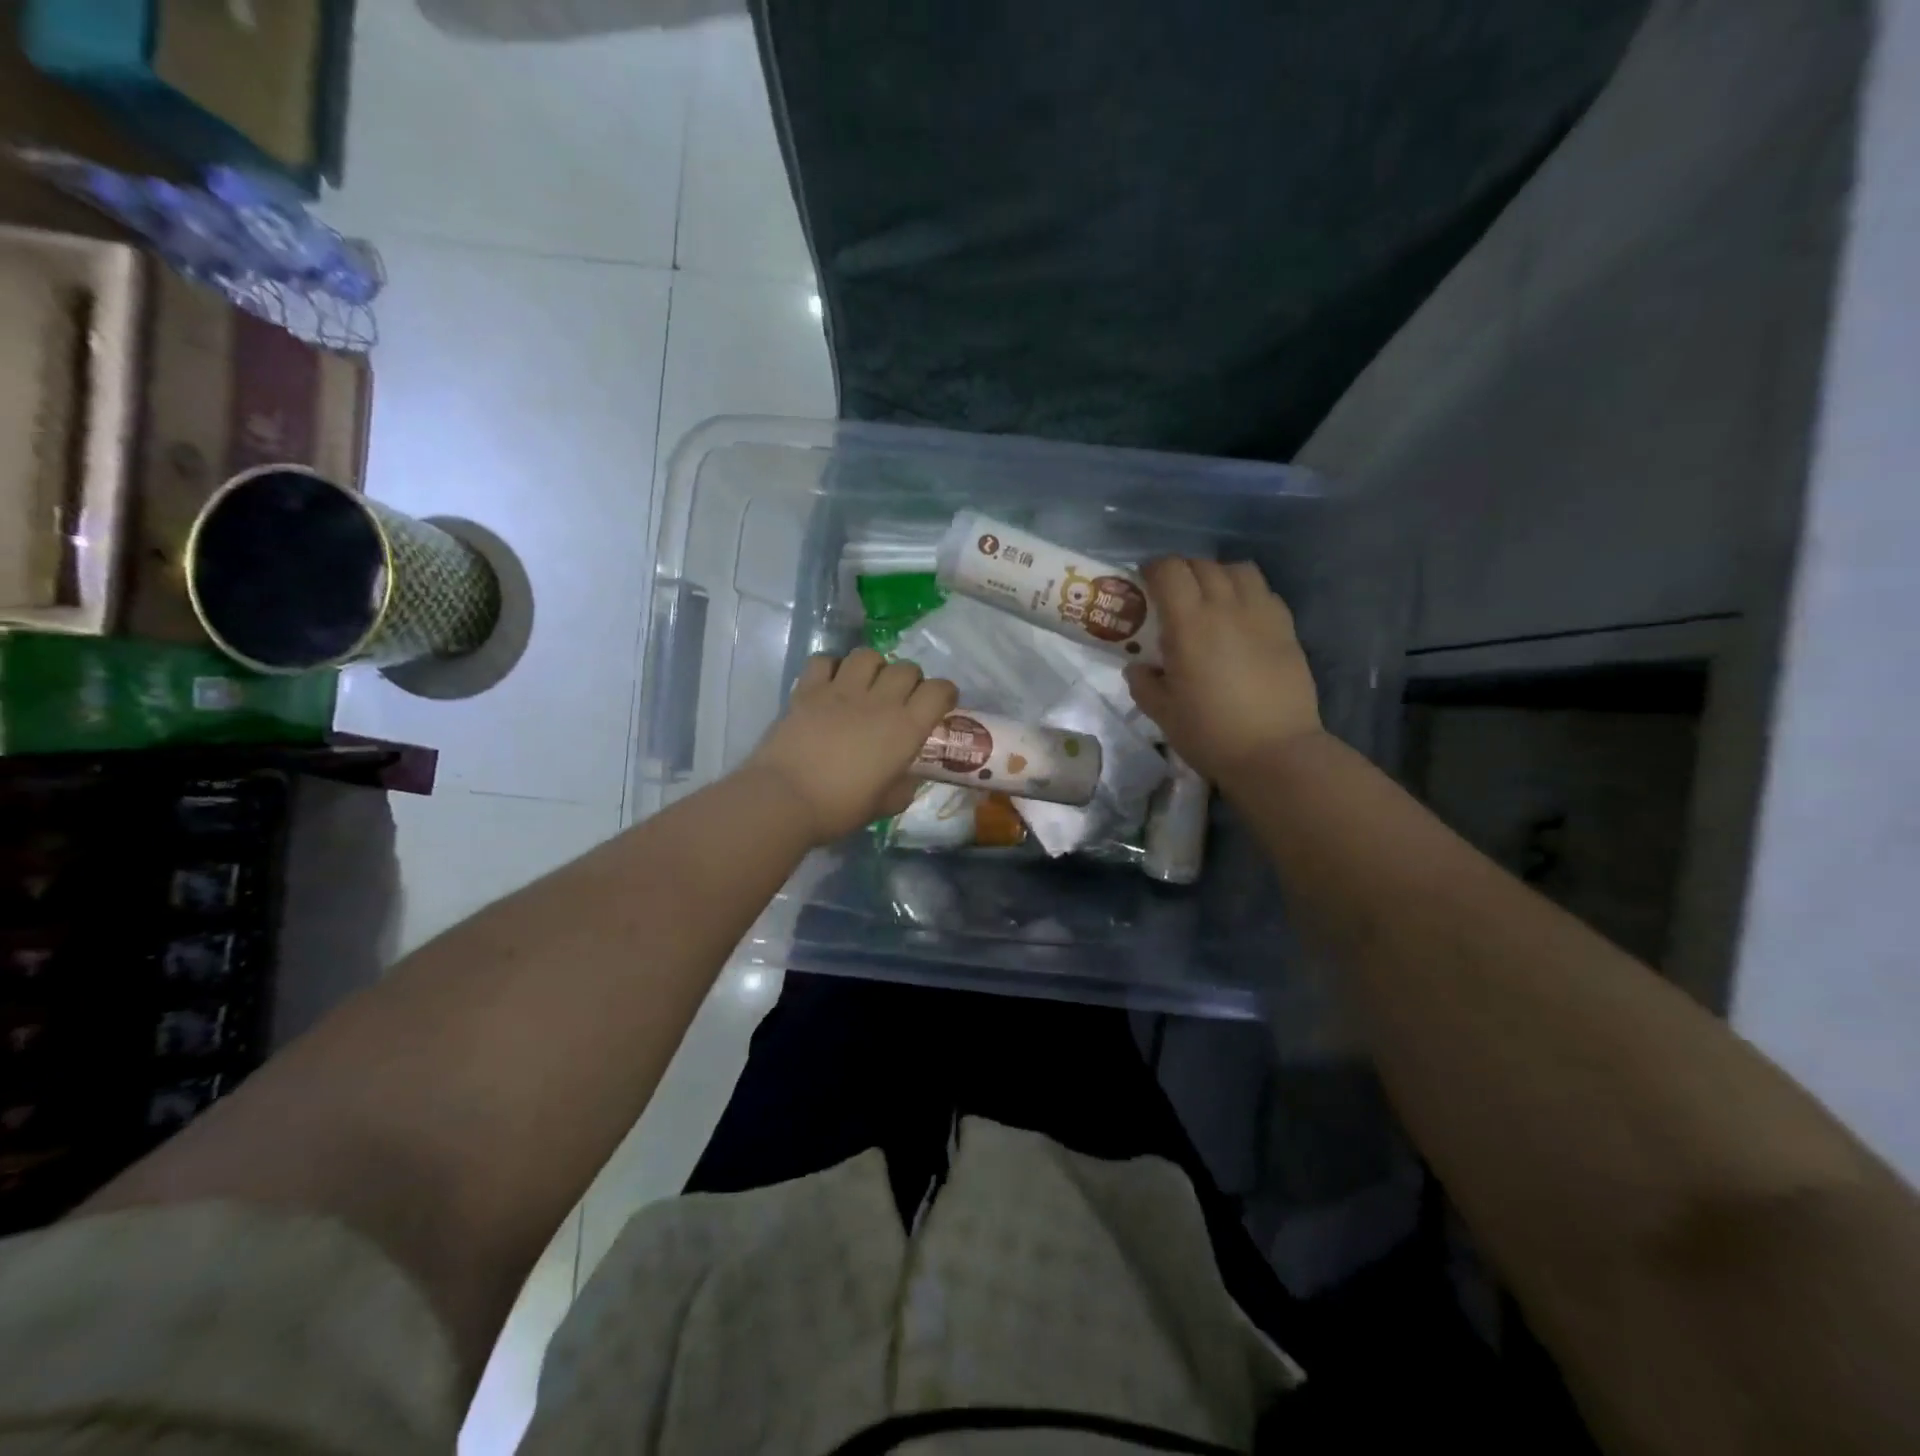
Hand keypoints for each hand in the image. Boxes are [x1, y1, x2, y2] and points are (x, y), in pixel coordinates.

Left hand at [744, 648, 958, 844]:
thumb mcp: (885, 805)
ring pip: (868, 655)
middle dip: (910, 680)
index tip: (939, 705)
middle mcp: (879, 701)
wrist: (785, 799)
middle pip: (906, 668)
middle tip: (900, 699)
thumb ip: (904, 786)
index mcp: (905, 728)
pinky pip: (825, 660)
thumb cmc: (840, 808)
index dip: (944, 694)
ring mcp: (841, 690)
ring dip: (874, 667)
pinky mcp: (808, 690)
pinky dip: (831, 667)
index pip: (938, 690)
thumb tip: (907, 776)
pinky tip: (830, 684)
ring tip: (866, 685)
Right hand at [1123, 557, 1323, 783]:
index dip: (1153, 570)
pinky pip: (1264, 592)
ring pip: (1238, 570)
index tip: (1144, 584)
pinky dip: (1247, 593)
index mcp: (1189, 623)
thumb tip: (1139, 668)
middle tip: (1172, 596)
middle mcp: (1226, 607)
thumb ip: (1144, 684)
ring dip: (1218, 575)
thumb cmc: (1210, 733)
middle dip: (1182, 572)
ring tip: (1210, 599)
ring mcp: (1262, 614)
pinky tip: (1241, 618)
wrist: (1275, 752)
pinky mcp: (1287, 628)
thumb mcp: (1162, 713)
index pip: (1169, 570)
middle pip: (1202, 564)